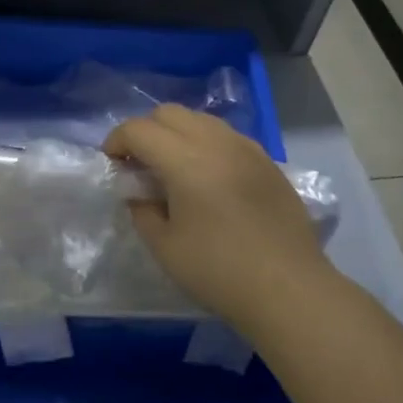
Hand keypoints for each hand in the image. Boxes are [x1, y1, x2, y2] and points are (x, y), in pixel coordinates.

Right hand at [105, 105, 337, 327]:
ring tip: (174, 169)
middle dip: (146, 131)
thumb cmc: (219, 270)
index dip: (116, 141)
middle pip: (169, 113)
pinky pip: (226, 136)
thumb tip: (138, 192)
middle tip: (140, 165)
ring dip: (177, 134)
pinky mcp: (267, 161)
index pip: (138, 129)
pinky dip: (206, 144)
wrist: (289, 289)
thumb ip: (142, 210)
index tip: (112, 165)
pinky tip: (208, 179)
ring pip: (200, 120)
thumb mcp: (164, 246)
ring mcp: (247, 148)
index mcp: (185, 159)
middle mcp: (216, 142)